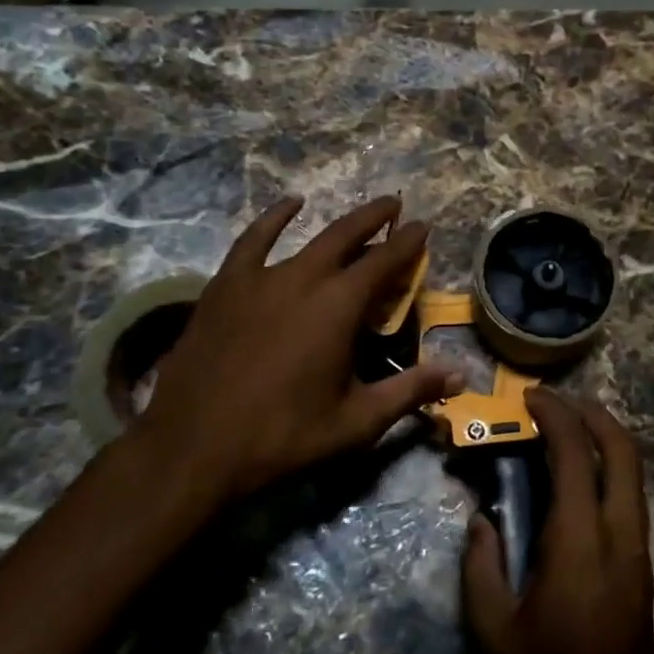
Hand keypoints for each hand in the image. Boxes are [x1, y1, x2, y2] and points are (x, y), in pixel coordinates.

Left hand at [135, 195, 459, 504]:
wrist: (193, 447)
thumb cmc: (282, 436)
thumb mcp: (355, 422)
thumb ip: (409, 391)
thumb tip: (460, 375)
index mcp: (338, 307)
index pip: (383, 262)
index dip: (407, 243)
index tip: (423, 227)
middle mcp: (302, 279)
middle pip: (346, 236)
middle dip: (375, 218)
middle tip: (395, 205)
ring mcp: (259, 278)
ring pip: (307, 238)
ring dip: (337, 222)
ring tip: (357, 212)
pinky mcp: (225, 286)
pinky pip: (252, 241)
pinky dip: (273, 219)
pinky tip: (287, 206)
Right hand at [462, 389, 653, 653]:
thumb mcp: (492, 629)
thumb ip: (480, 565)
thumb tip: (483, 521)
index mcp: (580, 540)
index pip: (575, 453)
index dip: (555, 414)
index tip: (530, 396)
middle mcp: (620, 533)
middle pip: (623, 449)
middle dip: (592, 413)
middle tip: (555, 403)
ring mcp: (639, 549)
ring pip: (633, 472)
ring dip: (604, 439)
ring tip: (564, 434)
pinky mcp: (643, 566)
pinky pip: (630, 496)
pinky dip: (607, 469)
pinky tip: (576, 483)